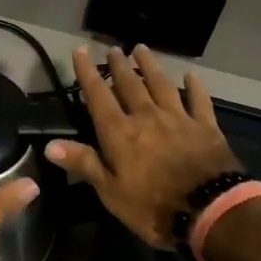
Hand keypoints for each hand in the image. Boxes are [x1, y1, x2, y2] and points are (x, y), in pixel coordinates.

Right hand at [46, 45, 240, 247]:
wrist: (210, 210)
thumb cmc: (153, 207)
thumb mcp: (111, 192)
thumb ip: (84, 163)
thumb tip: (49, 145)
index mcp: (120, 132)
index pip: (98, 95)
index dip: (87, 73)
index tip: (80, 51)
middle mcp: (147, 116)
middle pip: (130, 84)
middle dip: (119, 65)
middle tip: (113, 49)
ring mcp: (178, 118)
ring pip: (161, 84)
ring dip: (150, 66)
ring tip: (142, 49)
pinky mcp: (205, 126)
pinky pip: (199, 100)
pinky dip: (195, 87)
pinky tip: (191, 75)